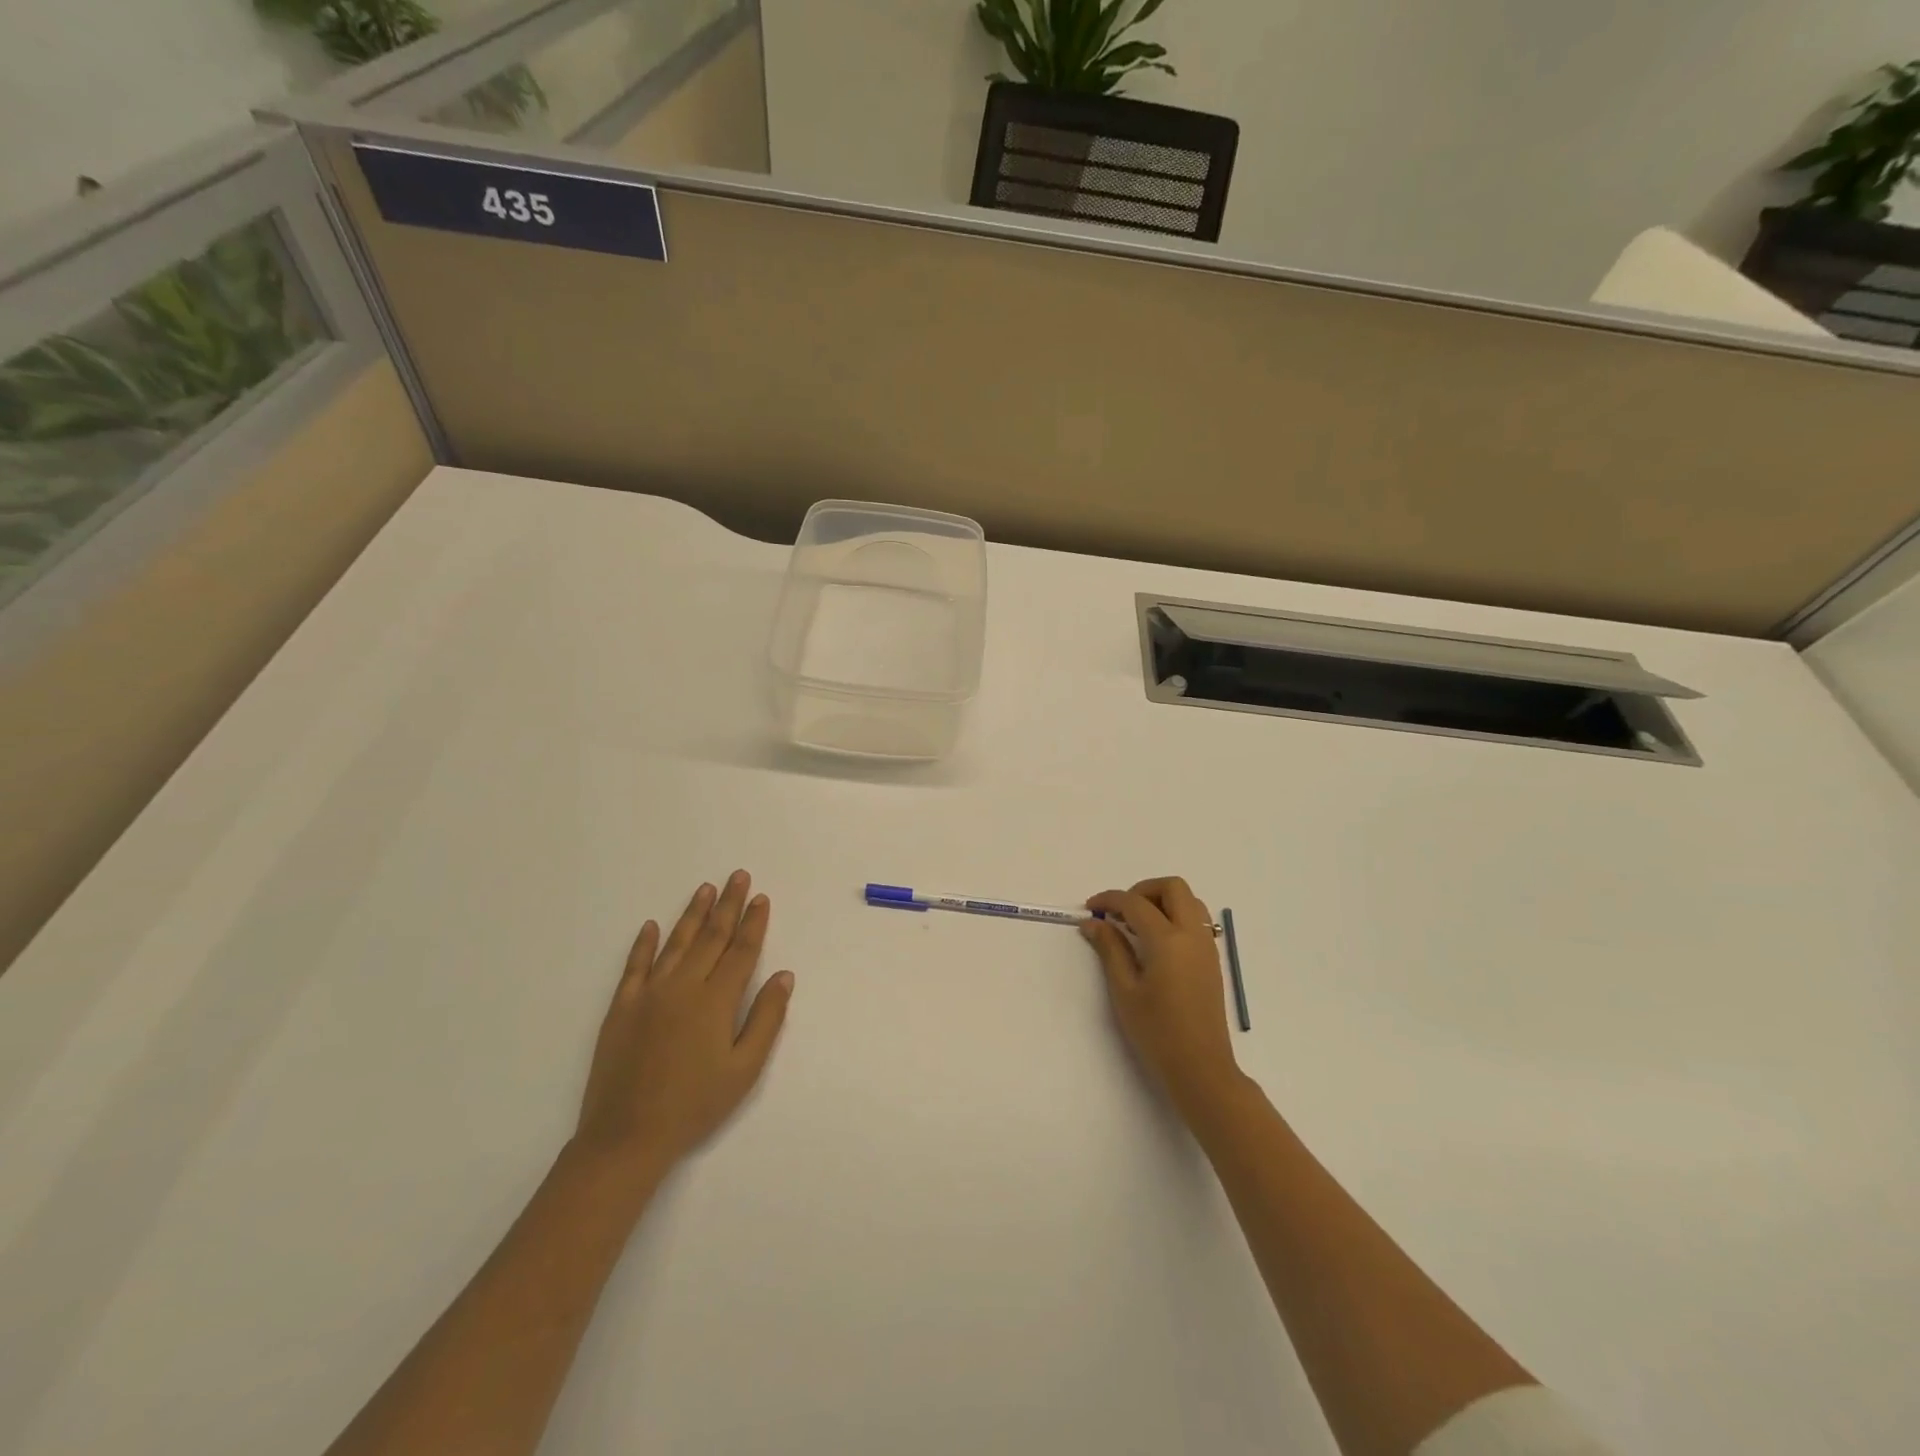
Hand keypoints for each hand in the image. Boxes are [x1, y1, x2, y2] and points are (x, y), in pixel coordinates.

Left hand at [574, 871, 794, 1177]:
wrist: (626, 1136)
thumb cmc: (695, 1105)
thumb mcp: (744, 1069)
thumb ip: (766, 1018)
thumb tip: (784, 975)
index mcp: (715, 1001)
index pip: (741, 951)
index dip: (753, 923)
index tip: (760, 898)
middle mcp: (682, 987)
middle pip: (711, 937)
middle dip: (728, 905)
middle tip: (738, 876)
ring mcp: (648, 994)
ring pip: (676, 943)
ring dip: (693, 914)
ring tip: (705, 888)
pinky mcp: (621, 1008)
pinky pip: (634, 966)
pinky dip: (643, 944)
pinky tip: (650, 926)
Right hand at [1081, 876, 1243, 1117]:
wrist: (1201, 1068)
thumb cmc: (1157, 1032)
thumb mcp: (1125, 990)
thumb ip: (1110, 949)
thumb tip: (1093, 922)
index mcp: (1168, 940)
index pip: (1135, 903)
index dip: (1110, 899)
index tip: (1091, 908)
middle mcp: (1192, 934)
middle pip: (1172, 887)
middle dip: (1142, 890)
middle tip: (1120, 912)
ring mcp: (1206, 946)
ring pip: (1189, 900)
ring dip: (1162, 901)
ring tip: (1137, 925)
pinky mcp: (1211, 959)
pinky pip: (1196, 920)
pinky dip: (1175, 916)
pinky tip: (1156, 942)